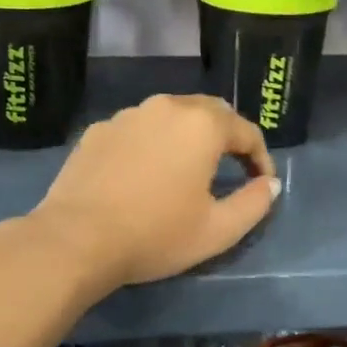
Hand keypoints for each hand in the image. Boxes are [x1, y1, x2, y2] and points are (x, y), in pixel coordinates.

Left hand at [31, 94, 280, 288]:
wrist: (76, 239)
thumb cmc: (155, 234)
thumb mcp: (218, 230)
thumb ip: (254, 204)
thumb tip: (270, 184)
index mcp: (202, 125)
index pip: (246, 131)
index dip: (261, 157)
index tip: (262, 184)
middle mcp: (166, 106)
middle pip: (209, 112)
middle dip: (227, 137)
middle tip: (231, 169)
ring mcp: (128, 115)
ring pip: (170, 116)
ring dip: (187, 136)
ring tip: (186, 169)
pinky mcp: (98, 130)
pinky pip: (138, 129)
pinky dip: (151, 143)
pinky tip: (144, 173)